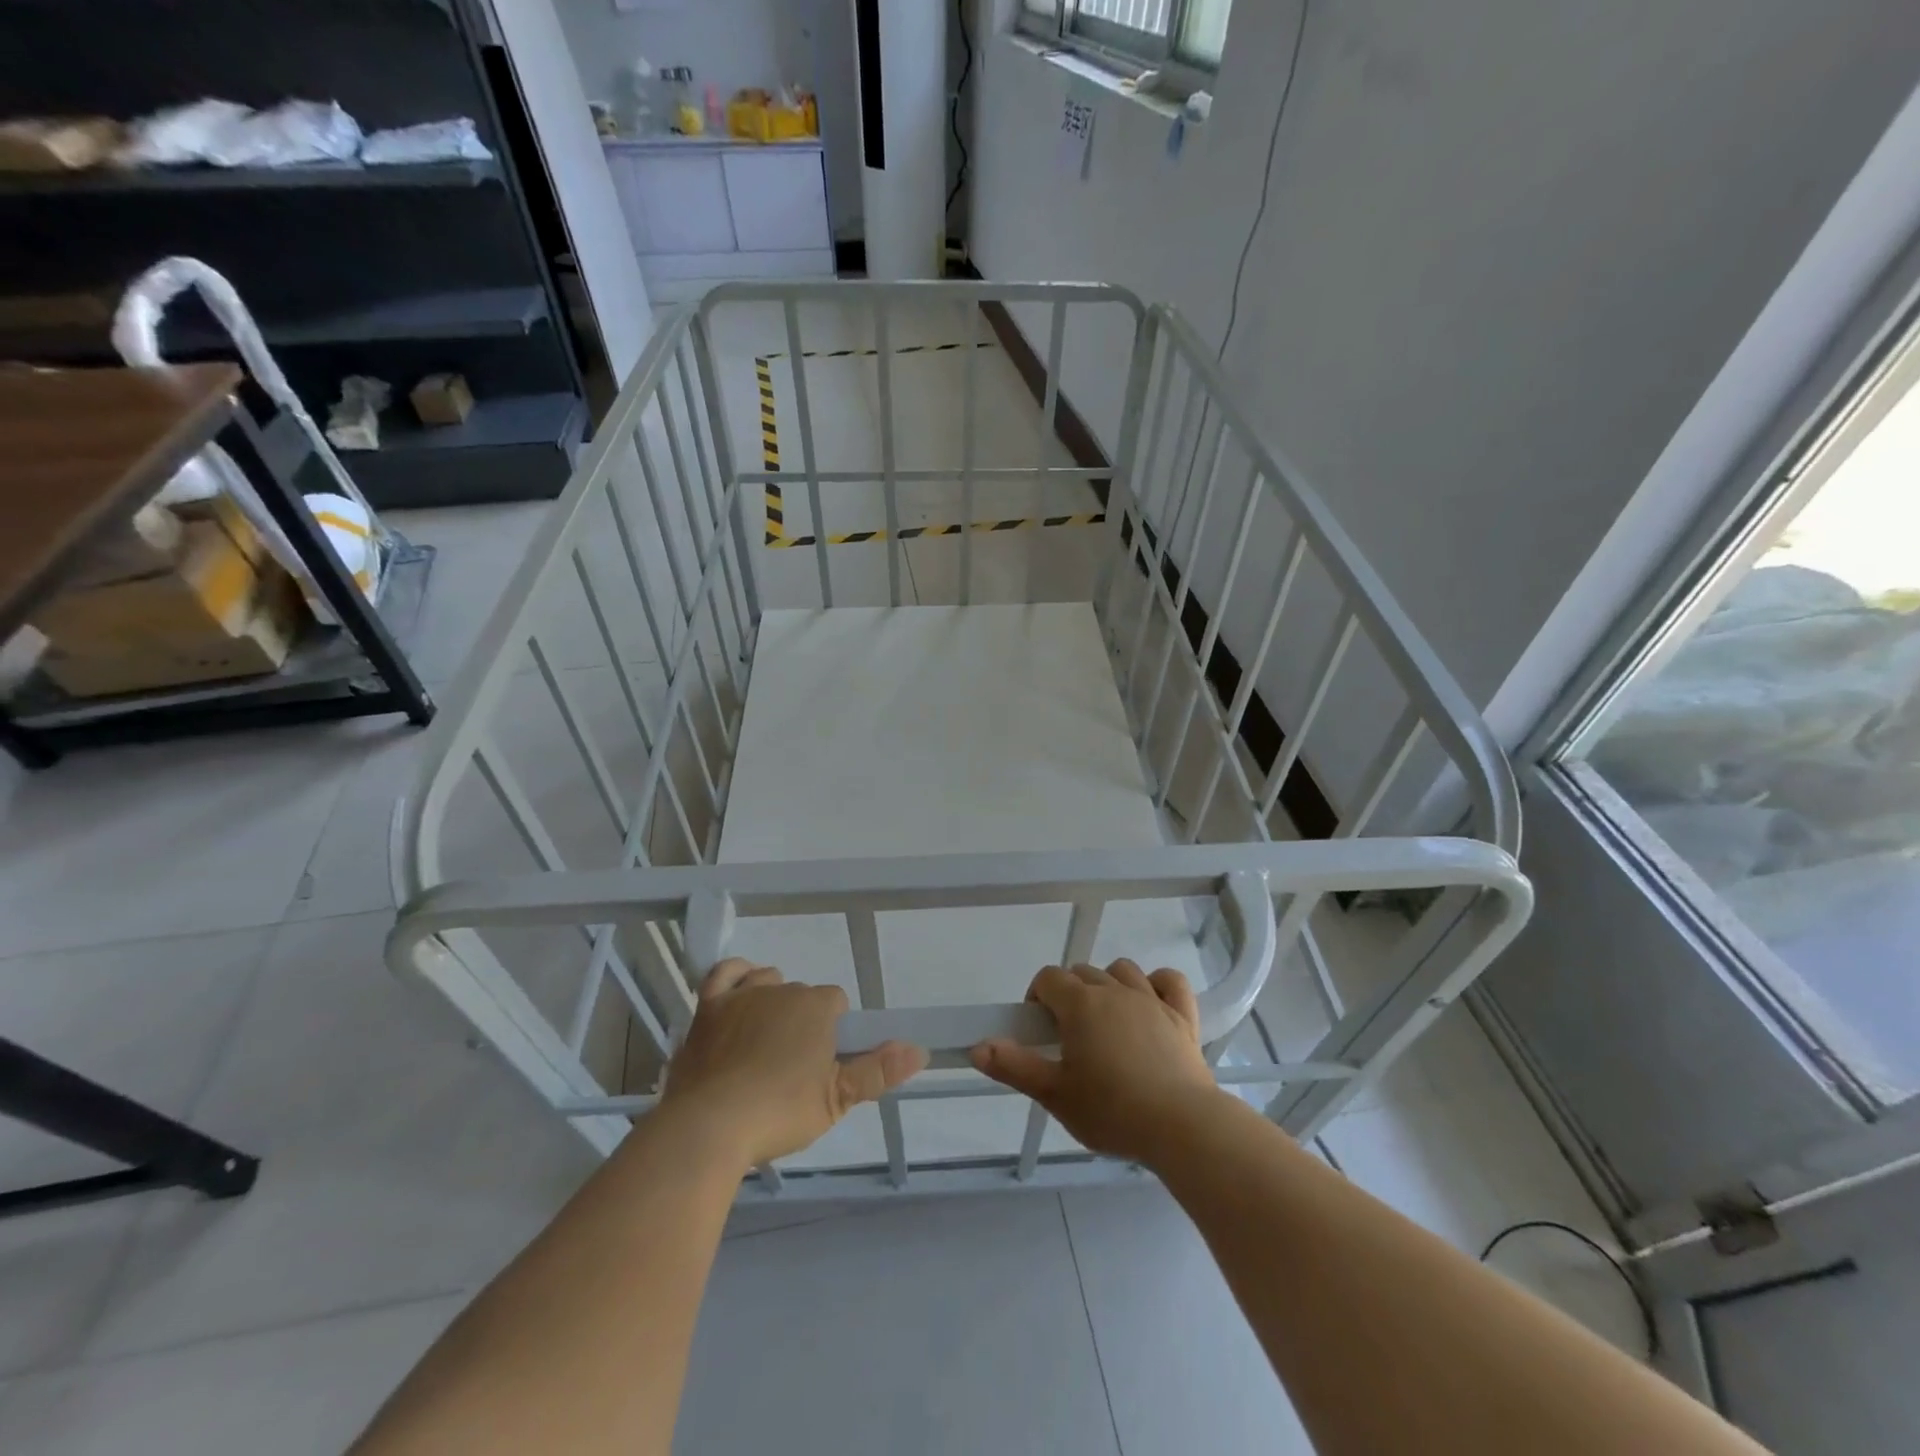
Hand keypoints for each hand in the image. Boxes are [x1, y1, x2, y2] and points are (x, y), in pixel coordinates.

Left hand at [660, 959, 926, 1167]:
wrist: (710, 1125)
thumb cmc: (780, 1110)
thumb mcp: (837, 1099)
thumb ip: (878, 1071)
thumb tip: (921, 1050)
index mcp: (816, 1007)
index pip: (835, 1002)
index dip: (833, 1029)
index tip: (823, 1061)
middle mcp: (782, 990)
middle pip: (801, 994)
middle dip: (801, 1020)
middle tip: (793, 1064)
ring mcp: (742, 995)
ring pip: (767, 980)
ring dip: (771, 998)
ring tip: (766, 1038)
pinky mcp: (708, 1007)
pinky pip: (724, 973)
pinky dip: (736, 975)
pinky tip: (740, 988)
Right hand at [970, 960, 1221, 1165]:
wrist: (1182, 1126)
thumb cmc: (1112, 1111)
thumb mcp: (1055, 1095)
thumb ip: (1014, 1067)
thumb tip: (977, 1046)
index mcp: (1081, 1005)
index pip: (1049, 978)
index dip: (1038, 997)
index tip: (1039, 1030)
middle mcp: (1114, 991)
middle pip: (1083, 972)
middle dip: (1070, 994)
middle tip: (1069, 1036)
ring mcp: (1152, 1000)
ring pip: (1123, 970)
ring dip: (1109, 984)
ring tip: (1106, 1020)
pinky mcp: (1183, 1016)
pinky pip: (1170, 981)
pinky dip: (1159, 984)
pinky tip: (1151, 1003)